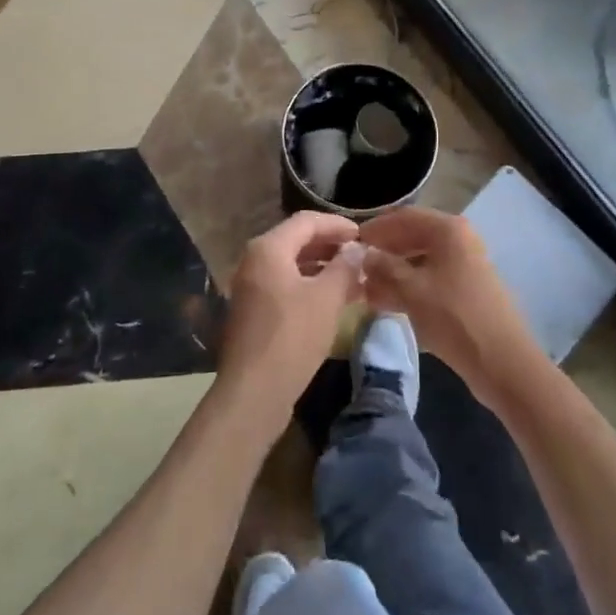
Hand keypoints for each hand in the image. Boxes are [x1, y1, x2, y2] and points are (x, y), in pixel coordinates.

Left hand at [217, 212, 363, 431]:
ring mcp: (251, 286)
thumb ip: (344, 268)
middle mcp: (254, 260)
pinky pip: (286, 285)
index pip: (307, 221)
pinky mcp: (254, 310)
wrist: (253, 392)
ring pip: (292, 265)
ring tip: (354, 278)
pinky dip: (310, 286)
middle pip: (297, 240)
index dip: (337, 225)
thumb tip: (357, 249)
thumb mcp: (326, 299)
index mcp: (268, 248)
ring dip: (323, 268)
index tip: (364, 235)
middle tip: (361, 255)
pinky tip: (334, 300)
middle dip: (331, 246)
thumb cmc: (292, 337)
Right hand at [358, 206, 546, 408]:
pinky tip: (389, 303)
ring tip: (367, 289)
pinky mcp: (467, 289)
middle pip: (413, 237)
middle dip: (384, 252)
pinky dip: (409, 287)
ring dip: (394, 272)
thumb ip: (383, 268)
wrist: (502, 361)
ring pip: (421, 261)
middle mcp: (459, 239)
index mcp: (448, 229)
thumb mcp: (411, 290)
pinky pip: (431, 279)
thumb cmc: (453, 316)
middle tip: (357, 267)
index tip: (352, 241)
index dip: (376, 227)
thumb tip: (364, 255)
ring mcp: (465, 265)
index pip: (404, 216)